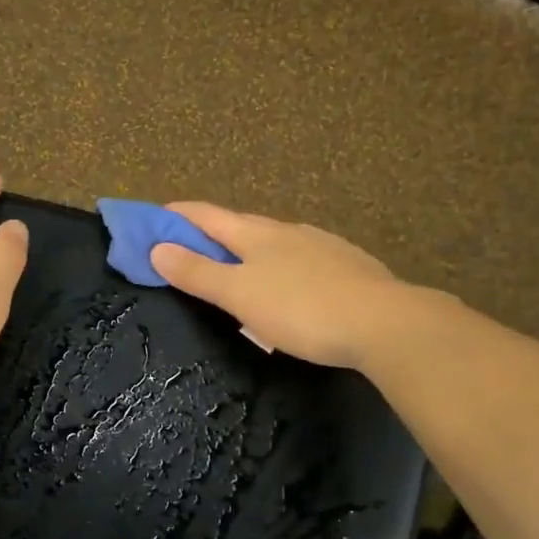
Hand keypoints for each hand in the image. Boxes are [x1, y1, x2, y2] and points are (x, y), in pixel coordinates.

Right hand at [148, 203, 413, 370]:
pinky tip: (290, 286)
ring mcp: (322, 246)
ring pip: (275, 242)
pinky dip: (282, 267)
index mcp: (256, 234)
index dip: (177, 215)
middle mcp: (288, 231)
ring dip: (249, 250)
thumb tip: (158, 248)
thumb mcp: (240, 295)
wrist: (384, 323)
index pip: (207, 216)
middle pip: (240, 225)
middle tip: (189, 247)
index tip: (154, 216)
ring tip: (239, 270)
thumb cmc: (301, 308)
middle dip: (212, 232)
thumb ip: (198, 273)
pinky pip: (302, 260)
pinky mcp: (348, 266)